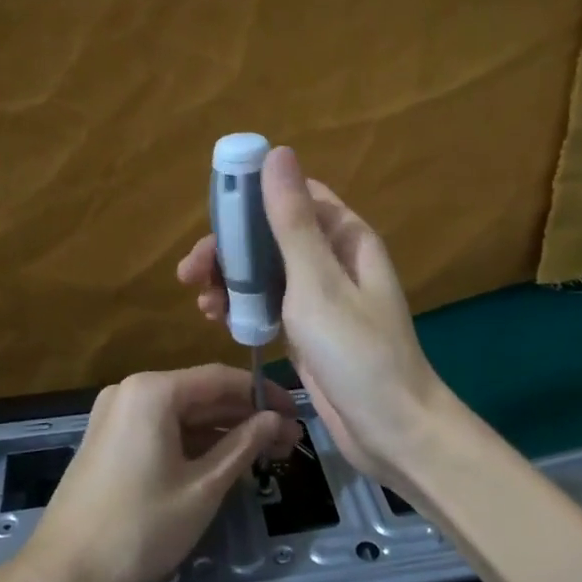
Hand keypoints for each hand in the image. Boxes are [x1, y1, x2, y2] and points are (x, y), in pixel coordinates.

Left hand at [23, 365, 298, 581]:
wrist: (62, 576)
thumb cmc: (140, 528)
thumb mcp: (203, 487)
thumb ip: (243, 445)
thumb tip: (275, 419)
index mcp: (153, 391)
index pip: (221, 379)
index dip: (263, 394)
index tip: (296, 414)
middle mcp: (132, 392)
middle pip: (202, 395)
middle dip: (246, 417)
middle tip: (288, 442)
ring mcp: (116, 416)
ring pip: (183, 415)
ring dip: (224, 432)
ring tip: (266, 454)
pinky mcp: (109, 441)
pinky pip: (162, 430)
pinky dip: (195, 443)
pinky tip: (226, 462)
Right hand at [176, 147, 449, 493]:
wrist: (390, 429)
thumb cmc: (357, 351)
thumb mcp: (318, 283)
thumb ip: (292, 222)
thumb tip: (277, 153)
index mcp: (344, 237)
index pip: (295, 196)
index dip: (253, 197)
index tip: (215, 214)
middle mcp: (331, 260)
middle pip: (270, 236)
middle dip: (230, 249)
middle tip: (190, 272)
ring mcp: (318, 297)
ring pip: (264, 272)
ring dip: (230, 280)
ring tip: (201, 304)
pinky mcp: (305, 330)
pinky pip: (267, 304)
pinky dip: (242, 307)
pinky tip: (216, 319)